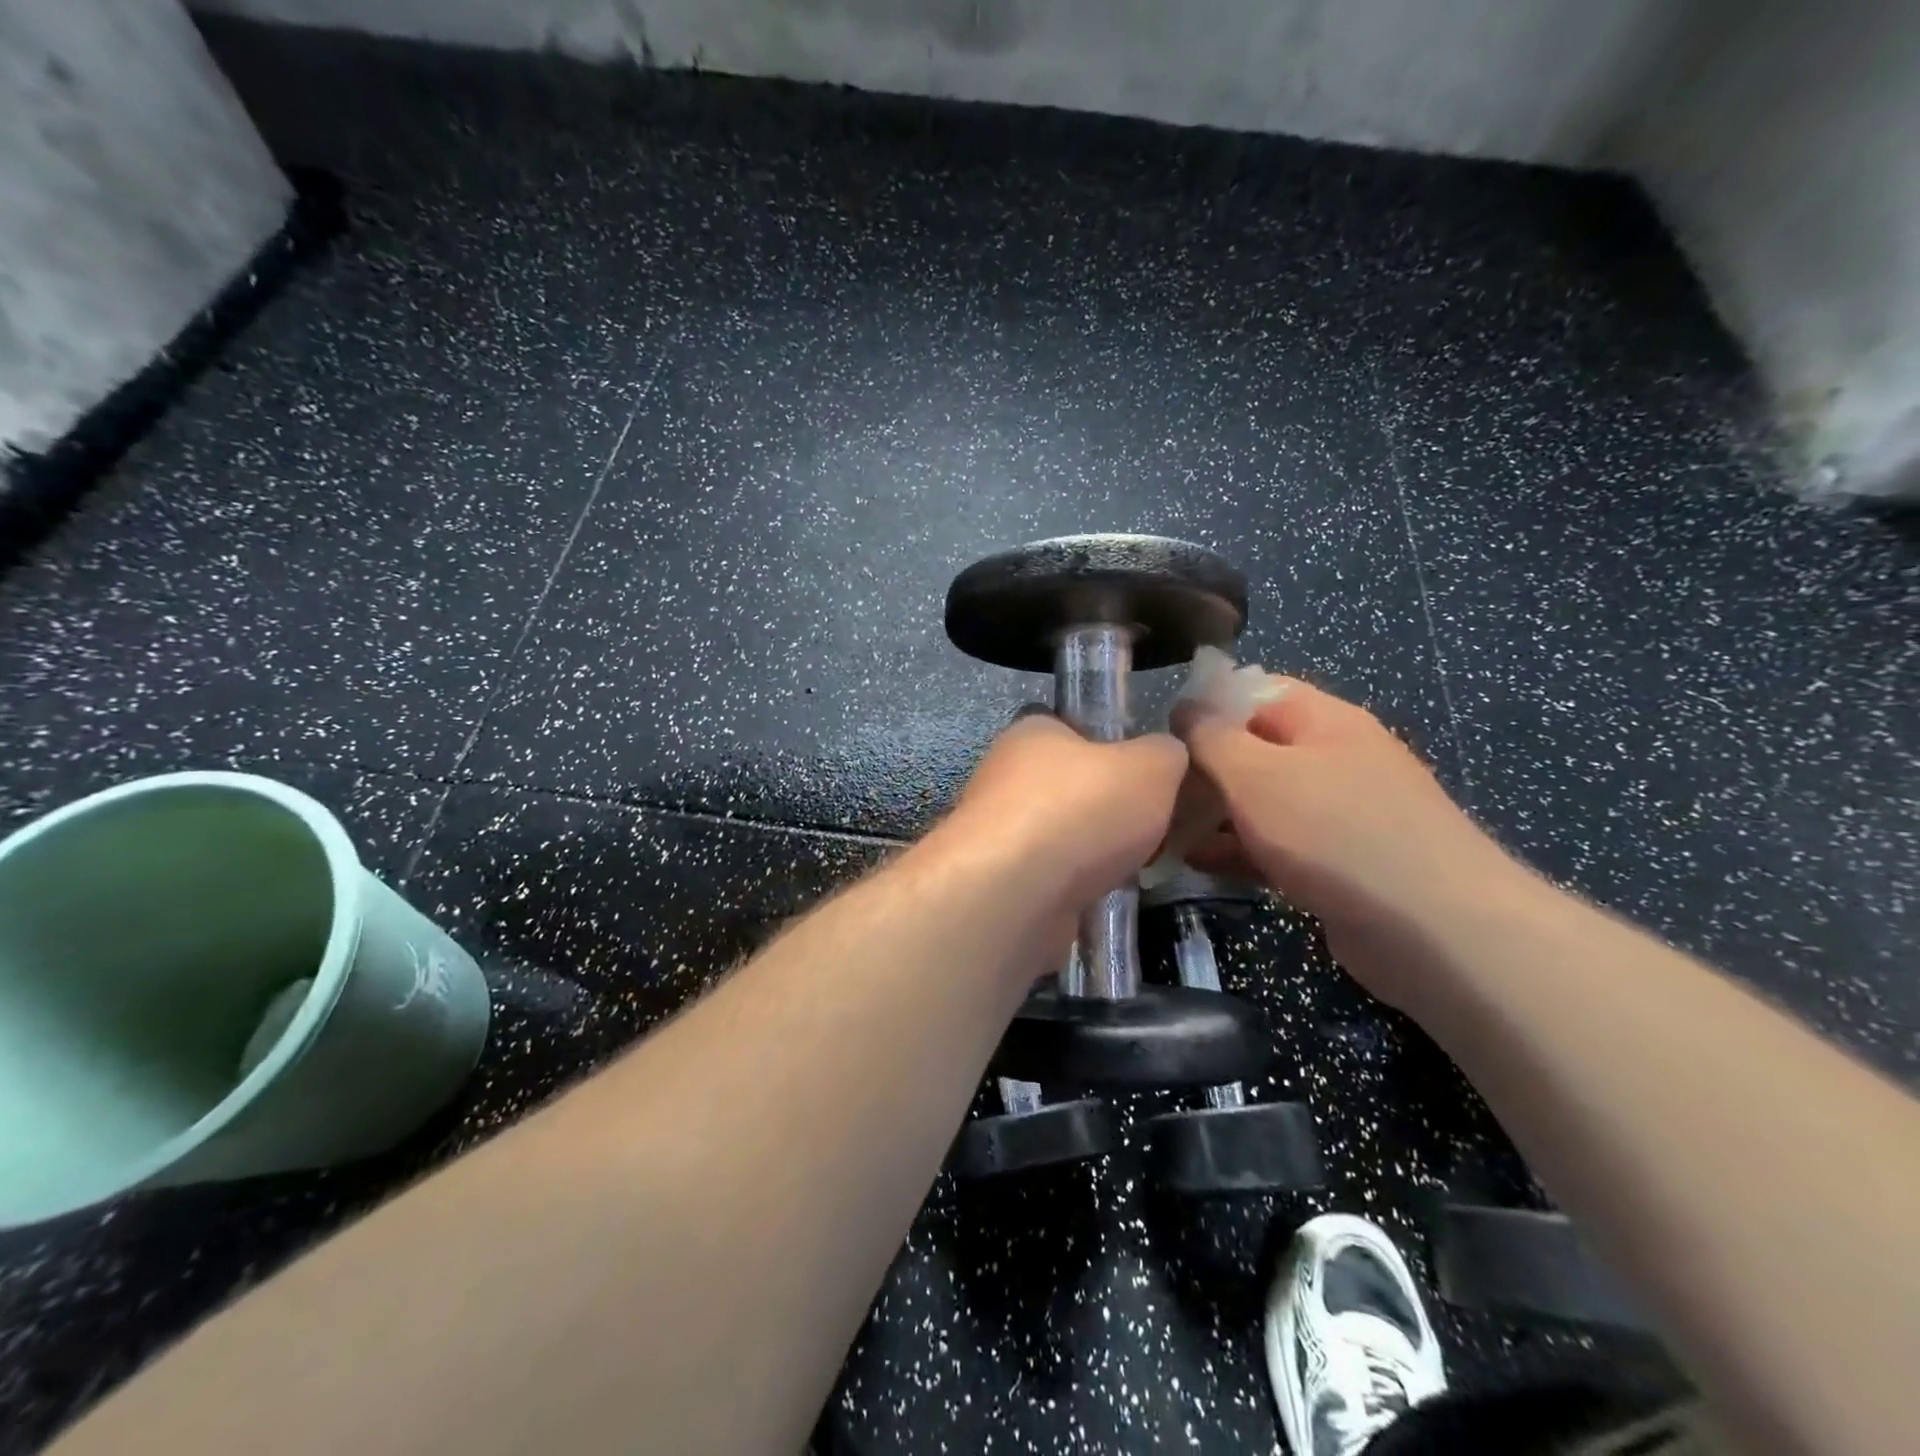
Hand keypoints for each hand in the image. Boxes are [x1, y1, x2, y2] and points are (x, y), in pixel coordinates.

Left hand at [939, 712, 1188, 913]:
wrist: (1014, 894)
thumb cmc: (1081, 809)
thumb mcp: (1151, 767)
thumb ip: (1165, 754)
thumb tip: (1165, 756)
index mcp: (1032, 732)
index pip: (1071, 726)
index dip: (1111, 746)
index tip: (1144, 776)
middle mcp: (1005, 775)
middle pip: (1068, 786)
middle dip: (1107, 809)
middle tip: (1150, 828)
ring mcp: (996, 831)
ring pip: (1060, 836)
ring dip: (1094, 853)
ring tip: (1135, 868)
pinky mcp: (997, 881)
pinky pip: (1049, 878)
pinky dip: (1076, 889)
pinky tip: (1103, 900)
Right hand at [1175, 679, 1526, 1011]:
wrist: (1435, 931)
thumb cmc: (1335, 833)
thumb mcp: (1256, 774)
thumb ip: (1211, 736)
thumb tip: (1183, 707)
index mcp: (1322, 720)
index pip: (1253, 691)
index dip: (1204, 706)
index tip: (1158, 736)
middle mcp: (1333, 758)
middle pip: (1253, 748)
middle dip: (1202, 768)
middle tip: (1153, 791)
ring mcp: (1338, 814)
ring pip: (1260, 801)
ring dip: (1213, 814)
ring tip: (1160, 830)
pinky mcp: (1337, 864)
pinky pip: (1275, 844)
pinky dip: (1237, 850)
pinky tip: (1195, 864)